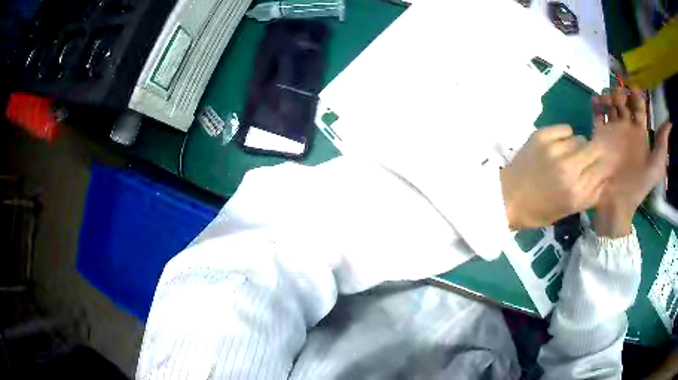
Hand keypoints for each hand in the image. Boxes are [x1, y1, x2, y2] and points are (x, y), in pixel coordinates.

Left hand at [501, 125, 611, 228]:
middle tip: (586, 157)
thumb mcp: (569, 209)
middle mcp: (569, 169)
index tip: (602, 162)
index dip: (603, 163)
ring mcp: (555, 150)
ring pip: (580, 139)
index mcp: (577, 192)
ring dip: (577, 147)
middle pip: (595, 149)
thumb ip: (590, 194)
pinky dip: (565, 135)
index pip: (602, 169)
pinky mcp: (542, 136)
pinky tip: (558, 145)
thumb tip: (606, 176)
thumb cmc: (539, 210)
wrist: (507, 197)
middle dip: (593, 153)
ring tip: (567, 156)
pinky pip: (566, 128)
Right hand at [592, 87, 670, 236]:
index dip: (638, 95)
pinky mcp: (600, 136)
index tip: (634, 85)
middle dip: (622, 93)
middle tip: (620, 92)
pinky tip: (596, 102)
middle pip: (625, 103)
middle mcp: (628, 129)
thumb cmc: (637, 185)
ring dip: (609, 97)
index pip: (639, 108)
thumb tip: (670, 122)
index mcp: (640, 135)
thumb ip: (663, 144)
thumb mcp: (656, 168)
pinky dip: (597, 104)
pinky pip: (598, 115)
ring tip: (608, 99)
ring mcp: (613, 132)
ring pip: (611, 105)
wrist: (614, 202)